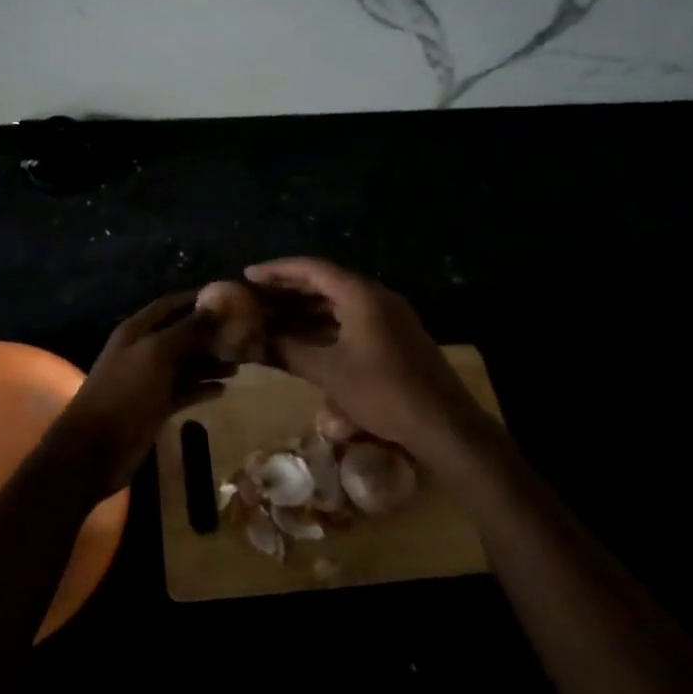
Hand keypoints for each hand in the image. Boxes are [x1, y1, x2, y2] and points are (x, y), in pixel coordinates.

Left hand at [53, 292, 228, 487]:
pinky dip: (202, 388)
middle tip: (245, 334)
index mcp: (138, 330)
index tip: (231, 298)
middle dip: (210, 333)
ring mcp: (150, 379)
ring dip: (210, 362)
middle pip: (182, 334)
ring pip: (185, 364)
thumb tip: (216, 306)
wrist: (96, 449)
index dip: (198, 299)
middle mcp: (144, 350)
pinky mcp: (156, 406)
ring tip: (241, 364)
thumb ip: (187, 330)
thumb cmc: (125, 393)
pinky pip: (184, 390)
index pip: (172, 305)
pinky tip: (224, 390)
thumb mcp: (156, 354)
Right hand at [244, 257, 482, 458]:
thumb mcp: (329, 372)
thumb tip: (256, 342)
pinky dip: (325, 323)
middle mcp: (376, 296)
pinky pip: (351, 318)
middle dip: (289, 289)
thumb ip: (289, 351)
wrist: (444, 425)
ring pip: (338, 302)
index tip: (248, 275)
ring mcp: (389, 315)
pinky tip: (304, 337)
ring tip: (272, 316)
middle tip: (255, 296)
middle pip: (325, 281)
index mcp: (361, 294)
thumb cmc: (382, 392)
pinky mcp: (395, 335)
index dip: (277, 271)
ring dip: (306, 308)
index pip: (312, 268)